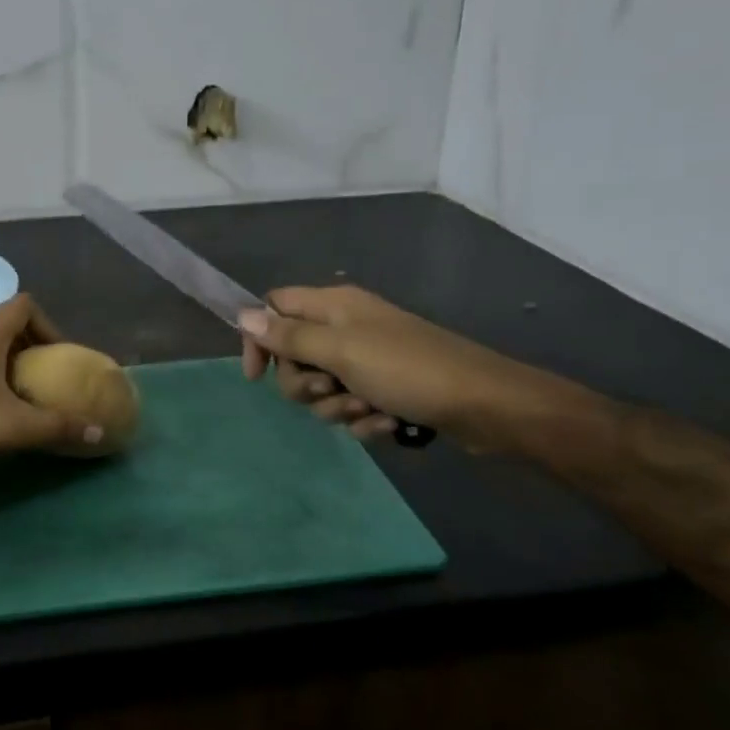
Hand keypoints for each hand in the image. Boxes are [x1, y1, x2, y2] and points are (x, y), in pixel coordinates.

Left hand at [0, 294, 104, 473]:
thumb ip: (56, 426)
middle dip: (31, 348)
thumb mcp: (11, 428)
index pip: (25, 305)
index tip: (59, 357)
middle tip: (45, 380)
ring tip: (19, 397)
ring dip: (7, 363)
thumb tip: (98, 431)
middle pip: (6, 325)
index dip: (49, 324)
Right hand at [239, 285, 539, 444]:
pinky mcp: (385, 390)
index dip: (259, 338)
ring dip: (337, 407)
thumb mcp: (340, 350)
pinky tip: (389, 424)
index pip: (274, 308)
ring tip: (368, 410)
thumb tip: (243, 316)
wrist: (485, 405)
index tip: (256, 376)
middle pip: (294, 356)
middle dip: (305, 384)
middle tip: (329, 389)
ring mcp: (367, 360)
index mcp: (333, 305)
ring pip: (321, 388)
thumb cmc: (406, 369)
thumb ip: (289, 336)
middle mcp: (346, 327)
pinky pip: (351, 407)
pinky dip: (365, 419)